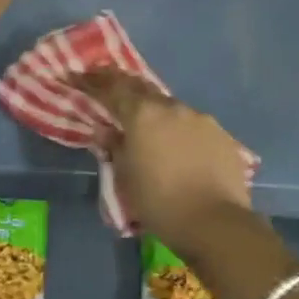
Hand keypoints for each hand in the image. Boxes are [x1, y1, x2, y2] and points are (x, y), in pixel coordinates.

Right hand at [72, 69, 251, 255]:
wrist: (215, 223)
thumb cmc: (160, 203)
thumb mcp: (126, 178)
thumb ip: (114, 147)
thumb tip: (105, 131)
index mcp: (142, 114)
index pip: (111, 88)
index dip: (92, 81)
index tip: (77, 75)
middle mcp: (171, 107)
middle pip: (141, 88)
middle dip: (122, 85)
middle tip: (107, 83)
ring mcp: (199, 118)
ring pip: (170, 107)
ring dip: (155, 112)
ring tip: (148, 126)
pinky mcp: (221, 134)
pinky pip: (193, 124)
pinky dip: (180, 130)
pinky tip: (180, 148)